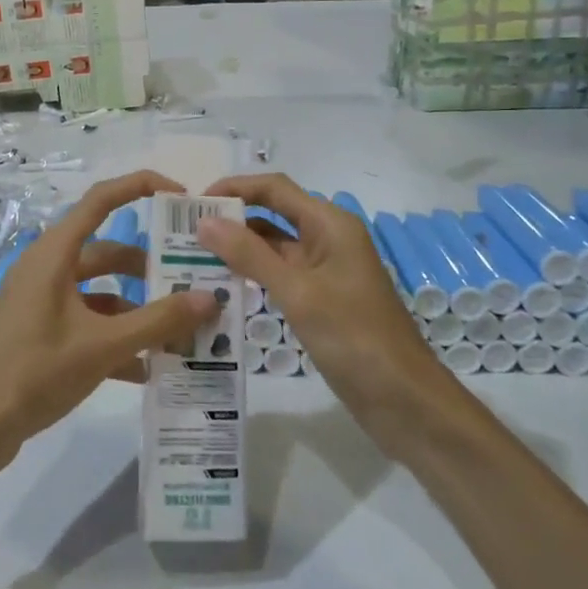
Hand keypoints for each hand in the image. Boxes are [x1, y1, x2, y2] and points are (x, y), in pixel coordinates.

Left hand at [0, 171, 222, 472]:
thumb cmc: (34, 373)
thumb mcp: (102, 347)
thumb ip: (158, 322)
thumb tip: (210, 297)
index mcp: (54, 254)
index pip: (101, 200)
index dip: (140, 187)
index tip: (180, 196)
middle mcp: (47, 268)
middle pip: (107, 252)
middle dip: (149, 268)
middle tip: (192, 283)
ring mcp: (41, 301)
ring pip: (100, 292)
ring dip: (136, 310)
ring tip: (178, 332)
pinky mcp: (39, 332)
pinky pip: (86, 322)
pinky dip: (115, 338)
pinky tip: (145, 370)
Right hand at [197, 173, 444, 417]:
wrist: (404, 400)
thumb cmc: (354, 337)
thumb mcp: (297, 292)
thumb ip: (249, 254)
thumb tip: (204, 221)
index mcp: (329, 224)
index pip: (274, 189)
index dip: (234, 188)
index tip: (193, 204)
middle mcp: (326, 239)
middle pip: (272, 214)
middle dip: (231, 219)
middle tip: (183, 233)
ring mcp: (324, 270)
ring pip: (273, 247)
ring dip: (238, 249)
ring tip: (192, 258)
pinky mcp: (320, 299)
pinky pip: (280, 275)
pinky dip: (252, 275)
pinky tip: (222, 286)